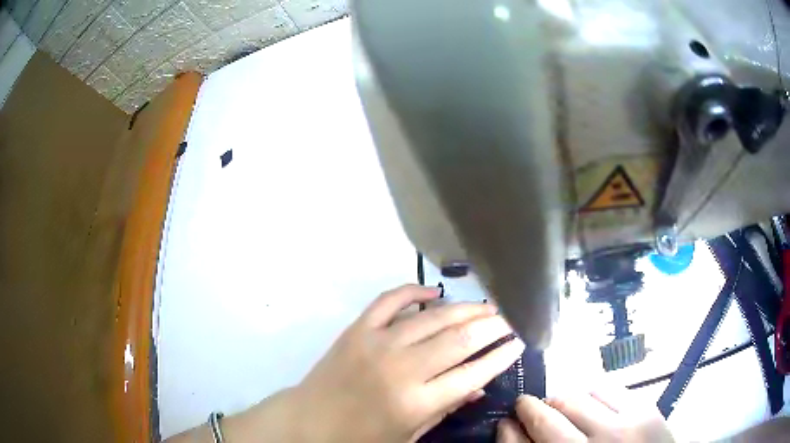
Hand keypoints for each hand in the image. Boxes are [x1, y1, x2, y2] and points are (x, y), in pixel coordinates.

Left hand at [292, 284, 524, 442]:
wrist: (309, 422)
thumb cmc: (361, 438)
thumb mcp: (409, 435)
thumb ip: (446, 409)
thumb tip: (480, 386)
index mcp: (416, 402)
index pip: (474, 373)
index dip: (502, 356)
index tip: (519, 343)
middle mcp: (402, 368)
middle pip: (460, 339)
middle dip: (493, 327)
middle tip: (509, 320)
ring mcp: (378, 342)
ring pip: (434, 317)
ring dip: (465, 309)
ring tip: (486, 307)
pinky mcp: (358, 328)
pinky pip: (390, 299)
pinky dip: (414, 292)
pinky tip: (433, 292)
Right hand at [497, 388, 673, 442]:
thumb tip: (512, 430)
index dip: (508, 431)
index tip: (504, 422)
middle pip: (548, 417)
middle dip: (530, 408)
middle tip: (527, 406)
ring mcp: (621, 429)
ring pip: (575, 397)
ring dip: (560, 399)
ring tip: (560, 405)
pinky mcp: (645, 411)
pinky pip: (606, 387)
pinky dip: (590, 391)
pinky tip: (589, 401)